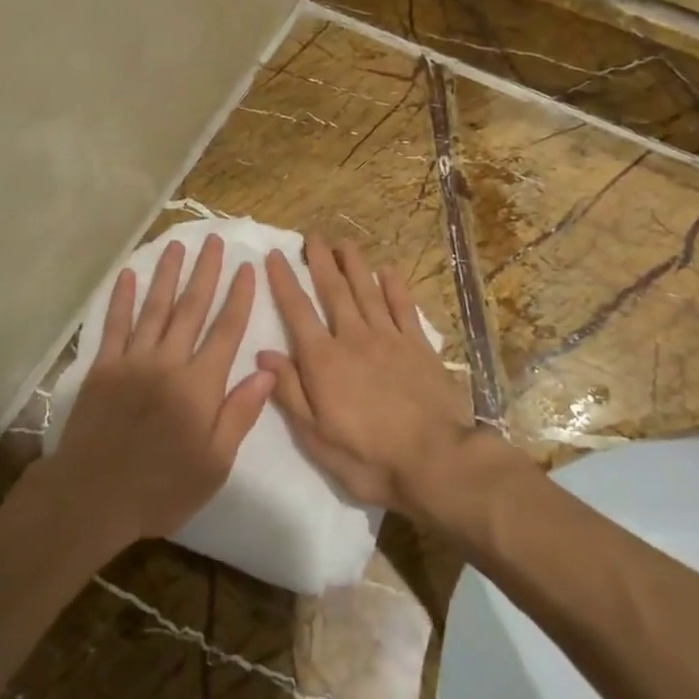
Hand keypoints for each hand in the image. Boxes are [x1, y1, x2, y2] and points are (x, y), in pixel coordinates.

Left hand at [49, 234, 273, 544]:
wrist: (94, 497)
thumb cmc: (163, 487)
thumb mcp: (215, 463)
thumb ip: (240, 413)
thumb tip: (267, 371)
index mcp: (201, 385)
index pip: (227, 330)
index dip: (239, 297)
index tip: (247, 267)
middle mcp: (169, 361)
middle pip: (192, 308)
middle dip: (205, 272)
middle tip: (213, 240)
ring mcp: (133, 360)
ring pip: (155, 308)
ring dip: (167, 274)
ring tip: (177, 245)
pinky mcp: (103, 367)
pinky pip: (114, 325)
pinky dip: (121, 299)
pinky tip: (127, 275)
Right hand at [257, 237, 477, 516]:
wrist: (435, 462)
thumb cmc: (367, 457)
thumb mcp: (316, 435)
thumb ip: (289, 391)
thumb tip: (264, 353)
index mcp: (324, 360)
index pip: (297, 311)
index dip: (284, 281)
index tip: (275, 255)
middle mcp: (354, 338)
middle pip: (334, 291)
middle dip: (320, 261)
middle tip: (312, 236)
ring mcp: (389, 339)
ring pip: (368, 291)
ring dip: (354, 265)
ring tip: (344, 242)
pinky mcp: (418, 346)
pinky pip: (404, 308)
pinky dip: (395, 287)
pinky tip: (389, 270)